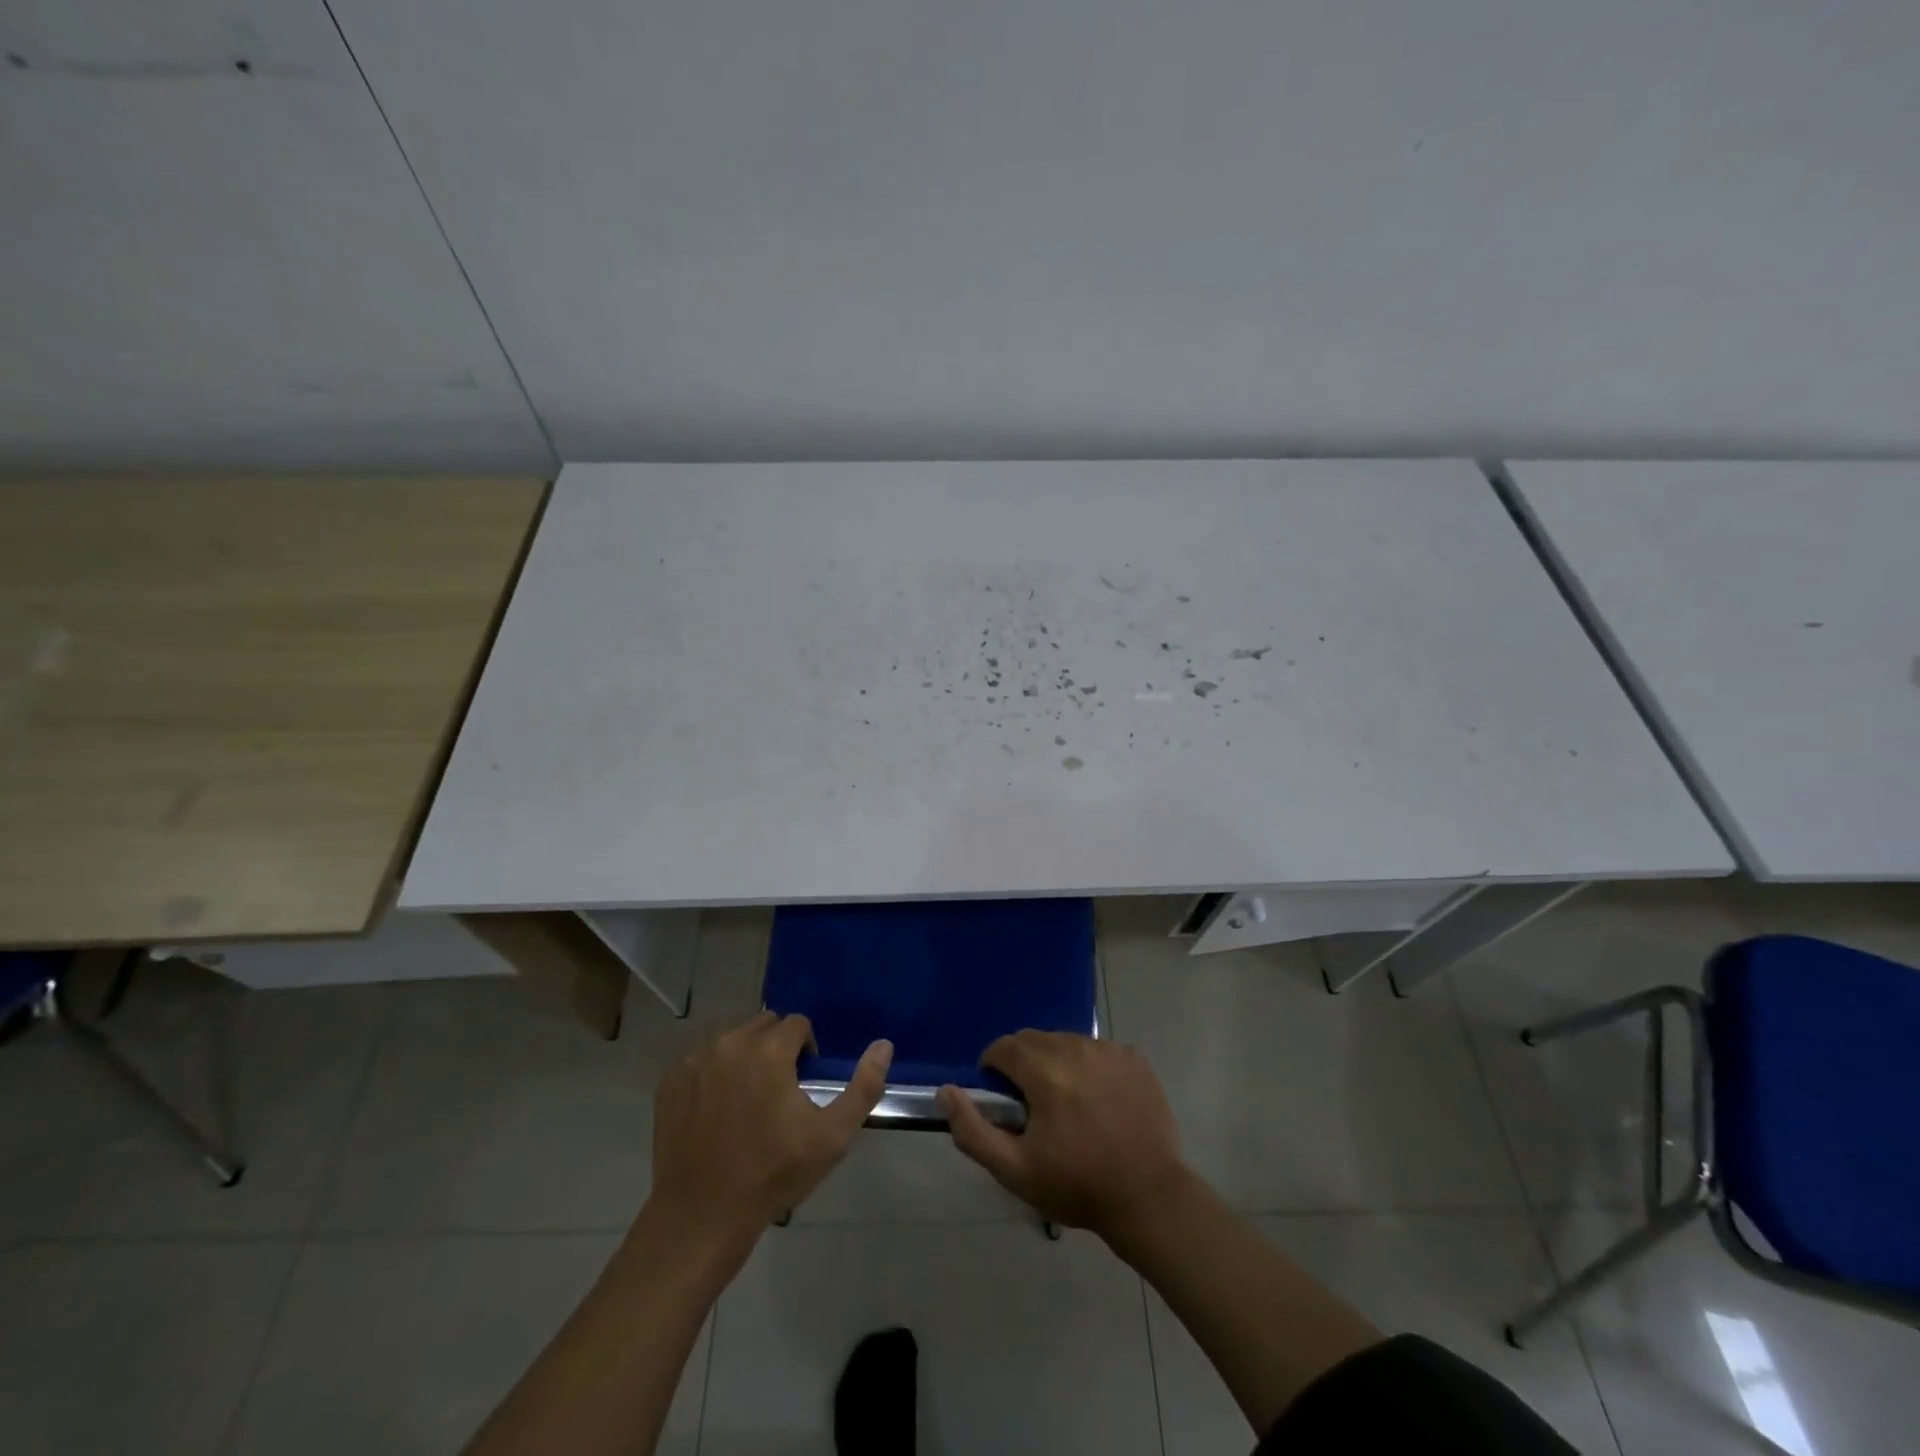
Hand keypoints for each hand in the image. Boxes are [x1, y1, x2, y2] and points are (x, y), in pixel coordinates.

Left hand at [649, 1012, 890, 1240]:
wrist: (702, 1217)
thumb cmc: (773, 1174)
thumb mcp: (832, 1137)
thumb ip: (864, 1086)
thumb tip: (884, 1044)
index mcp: (768, 1050)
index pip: (797, 1025)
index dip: (806, 1051)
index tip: (803, 1085)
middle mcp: (729, 1043)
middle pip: (764, 1024)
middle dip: (776, 1048)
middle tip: (779, 1091)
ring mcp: (694, 1059)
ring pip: (732, 1037)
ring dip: (746, 1054)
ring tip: (749, 1097)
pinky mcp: (670, 1079)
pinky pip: (702, 1056)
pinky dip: (714, 1070)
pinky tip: (718, 1107)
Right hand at [940, 1032, 1185, 1238]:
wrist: (1148, 1198)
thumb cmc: (1077, 1186)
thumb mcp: (1015, 1170)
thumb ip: (973, 1130)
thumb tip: (946, 1091)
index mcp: (1046, 1073)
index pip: (1004, 1047)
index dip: (993, 1066)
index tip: (1000, 1095)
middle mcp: (1076, 1049)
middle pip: (1034, 1039)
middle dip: (1023, 1062)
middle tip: (1031, 1102)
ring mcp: (1109, 1050)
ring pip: (1066, 1041)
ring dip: (1055, 1061)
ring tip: (1065, 1101)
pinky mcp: (1134, 1058)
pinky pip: (1097, 1048)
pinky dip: (1089, 1064)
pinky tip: (1097, 1098)